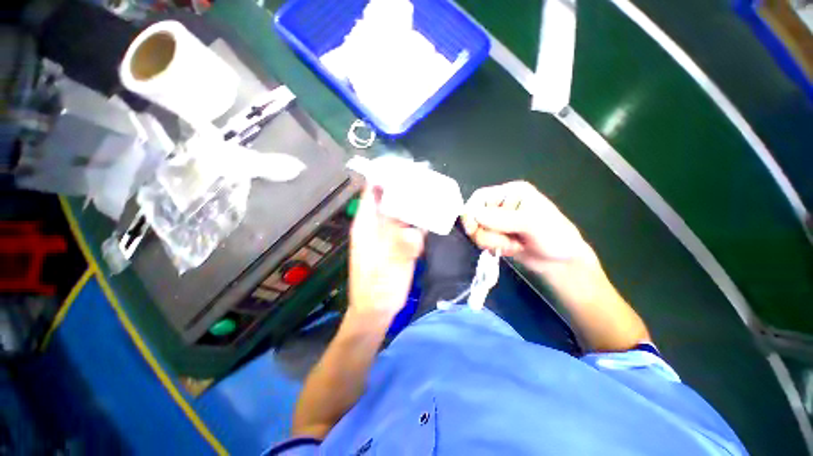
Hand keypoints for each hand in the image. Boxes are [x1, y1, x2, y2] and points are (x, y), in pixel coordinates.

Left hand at [349, 186, 424, 320]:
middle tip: (425, 178)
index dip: (385, 176)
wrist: (376, 310)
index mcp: (367, 225)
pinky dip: (417, 219)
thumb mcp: (389, 266)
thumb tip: (417, 230)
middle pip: (389, 198)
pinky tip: (431, 215)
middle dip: (404, 187)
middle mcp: (376, 225)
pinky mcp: (396, 244)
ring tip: (431, 192)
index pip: (372, 191)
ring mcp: (387, 235)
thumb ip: (402, 246)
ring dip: (413, 202)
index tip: (403, 166)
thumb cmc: (377, 288)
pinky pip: (407, 225)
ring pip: (399, 211)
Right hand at [461, 181, 597, 275]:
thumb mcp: (532, 223)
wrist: (563, 263)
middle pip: (475, 216)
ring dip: (493, 242)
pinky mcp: (496, 236)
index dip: (472, 212)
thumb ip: (503, 219)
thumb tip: (474, 215)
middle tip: (507, 240)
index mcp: (510, 192)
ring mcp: (498, 222)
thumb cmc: (555, 236)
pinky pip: (483, 241)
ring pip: (478, 231)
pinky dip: (494, 247)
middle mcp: (502, 205)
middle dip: (488, 233)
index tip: (473, 230)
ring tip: (514, 244)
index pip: (480, 197)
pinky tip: (511, 248)